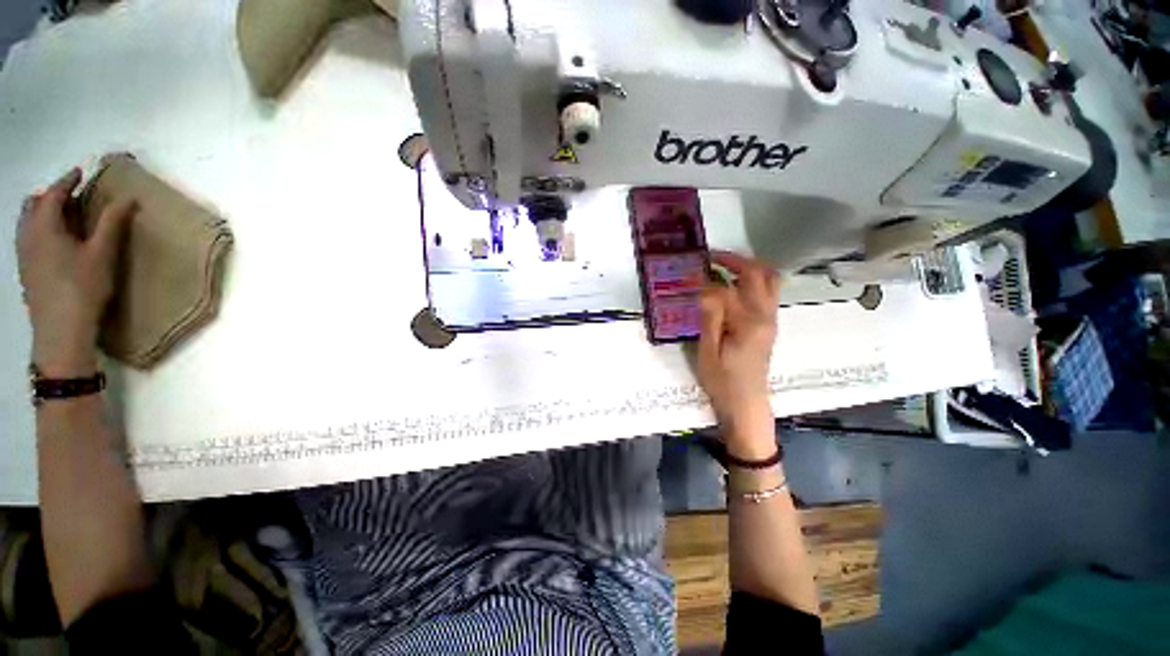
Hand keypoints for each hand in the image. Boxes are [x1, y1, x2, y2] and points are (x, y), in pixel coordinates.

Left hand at [16, 168, 134, 376]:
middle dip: (50, 196)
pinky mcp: (26, 270)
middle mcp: (28, 235)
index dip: (67, 181)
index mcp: (44, 226)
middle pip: (33, 205)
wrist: (61, 329)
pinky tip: (53, 242)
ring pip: (27, 222)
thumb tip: (128, 198)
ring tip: (62, 217)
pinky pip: (27, 239)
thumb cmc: (82, 287)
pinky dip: (39, 230)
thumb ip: (112, 223)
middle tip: (70, 196)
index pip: (53, 194)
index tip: (80, 173)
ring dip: (42, 213)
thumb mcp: (102, 254)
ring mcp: (24, 254)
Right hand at [697, 250, 780, 457]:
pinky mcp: (769, 324)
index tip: (689, 270)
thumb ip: (709, 316)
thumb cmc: (722, 381)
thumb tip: (705, 287)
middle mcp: (765, 315)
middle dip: (734, 260)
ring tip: (722, 266)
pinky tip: (732, 285)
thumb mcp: (707, 351)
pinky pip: (767, 291)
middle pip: (758, 273)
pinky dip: (752, 279)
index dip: (706, 277)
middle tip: (710, 257)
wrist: (747, 404)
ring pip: (770, 279)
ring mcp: (770, 319)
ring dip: (748, 266)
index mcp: (748, 322)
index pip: (727, 288)